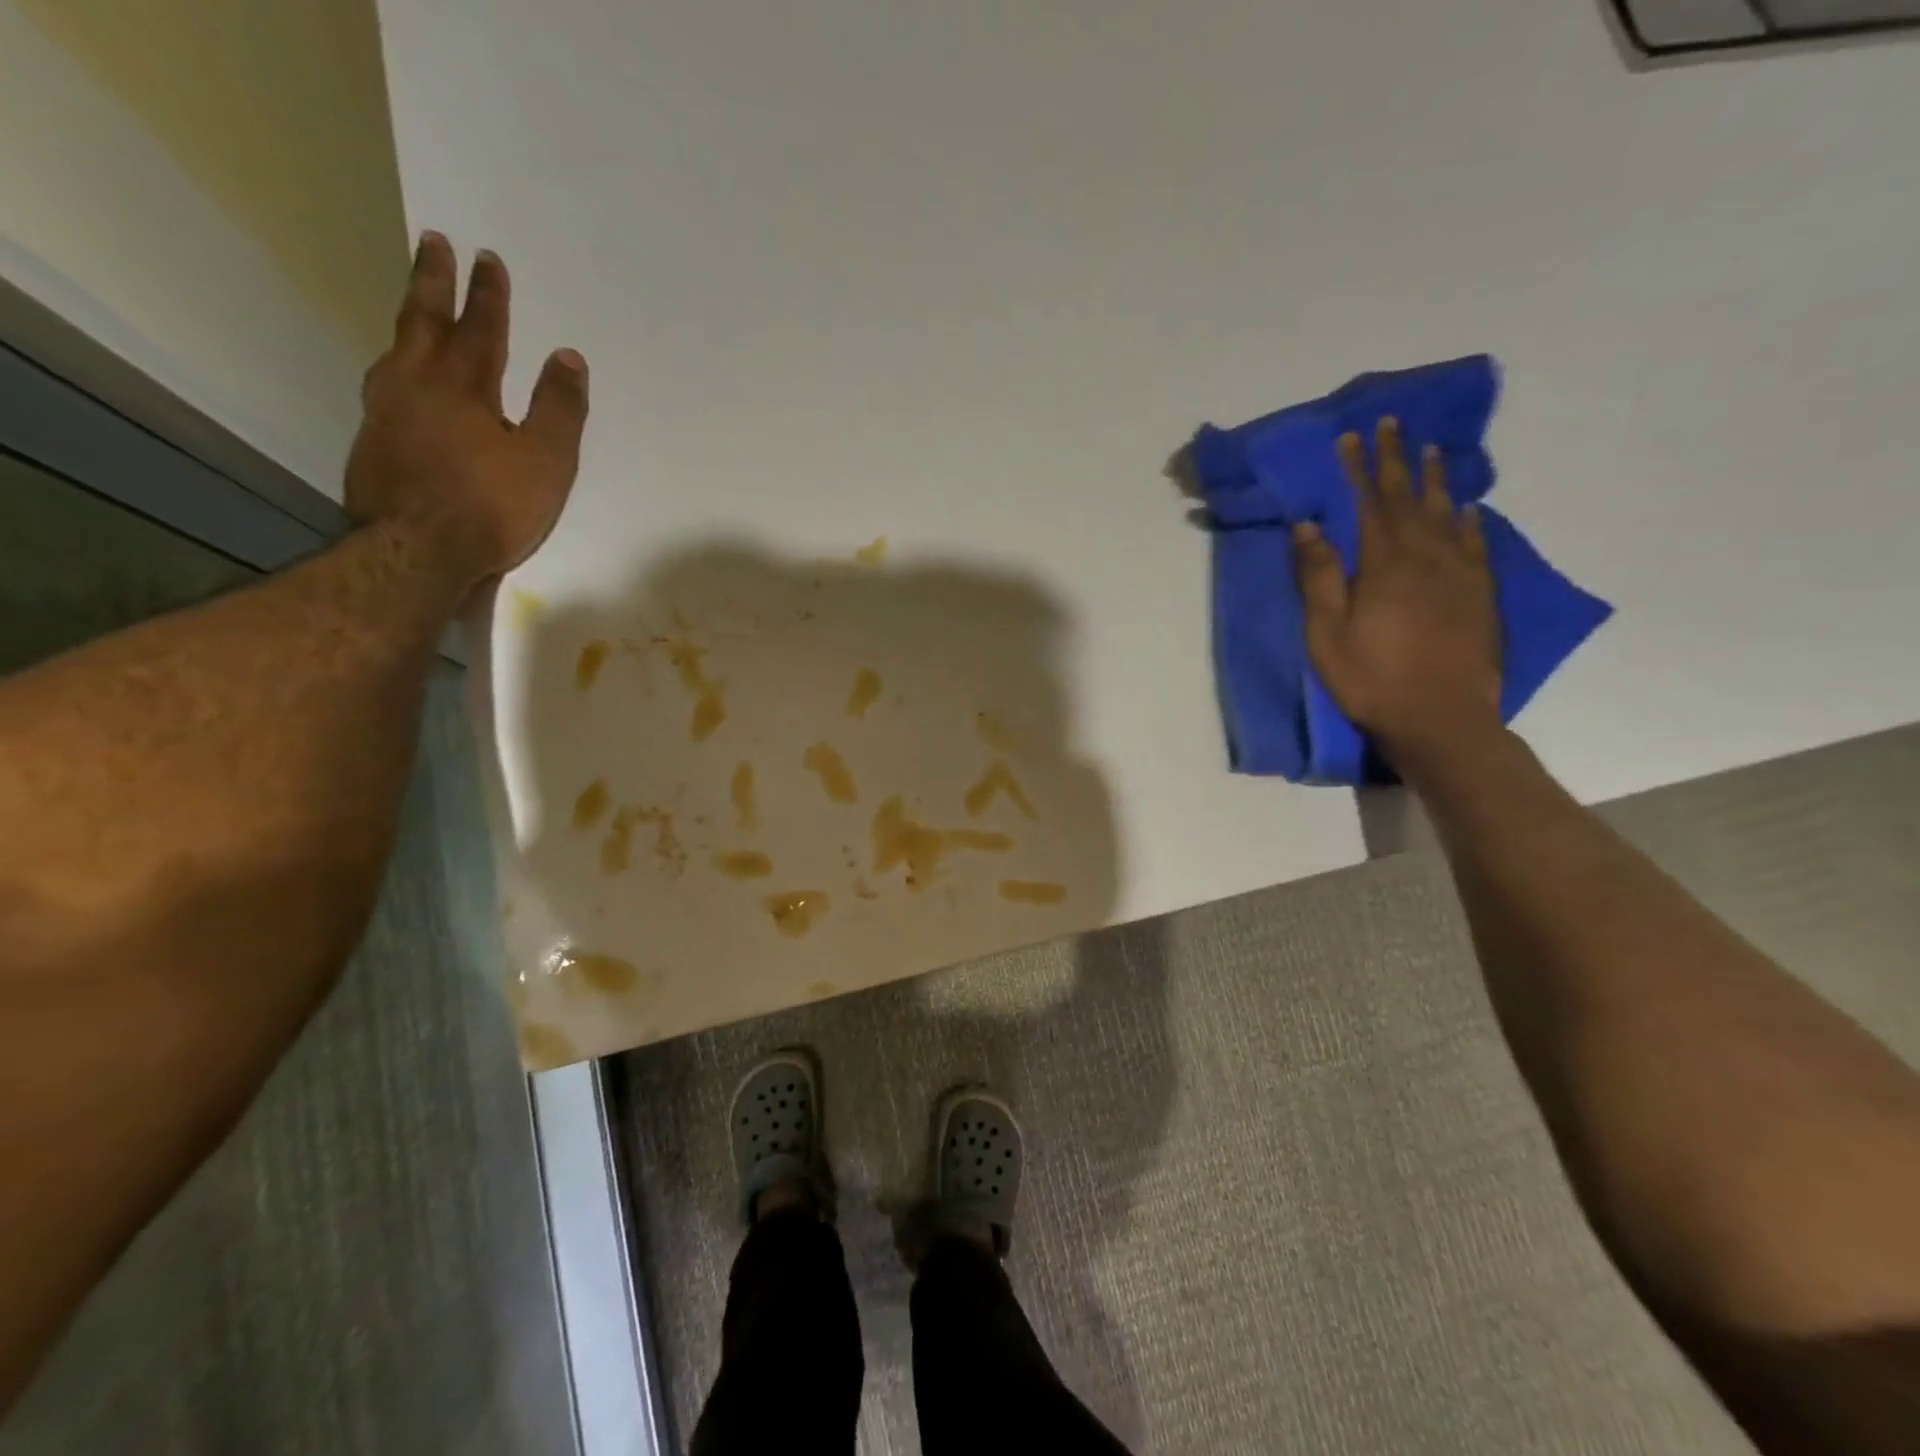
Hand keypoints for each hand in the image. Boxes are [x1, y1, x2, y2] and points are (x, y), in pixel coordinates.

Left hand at [345, 233, 588, 584]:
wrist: (418, 552)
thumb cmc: (491, 507)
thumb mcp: (547, 462)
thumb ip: (559, 409)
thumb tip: (568, 357)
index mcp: (465, 388)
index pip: (481, 329)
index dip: (488, 295)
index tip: (487, 257)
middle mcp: (417, 386)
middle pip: (424, 322)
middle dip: (432, 281)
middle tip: (433, 242)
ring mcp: (386, 413)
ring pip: (396, 351)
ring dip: (408, 324)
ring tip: (413, 310)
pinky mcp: (371, 444)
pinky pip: (385, 388)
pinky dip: (397, 370)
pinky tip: (399, 383)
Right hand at [1292, 417, 1501, 765]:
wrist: (1440, 718)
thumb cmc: (1370, 678)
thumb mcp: (1326, 633)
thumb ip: (1319, 577)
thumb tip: (1308, 526)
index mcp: (1384, 565)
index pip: (1369, 503)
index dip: (1359, 469)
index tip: (1352, 437)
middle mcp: (1426, 557)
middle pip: (1409, 499)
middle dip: (1396, 460)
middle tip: (1392, 424)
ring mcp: (1459, 574)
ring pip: (1447, 514)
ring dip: (1436, 480)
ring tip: (1431, 450)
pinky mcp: (1480, 595)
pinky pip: (1476, 545)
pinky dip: (1469, 521)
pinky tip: (1468, 508)